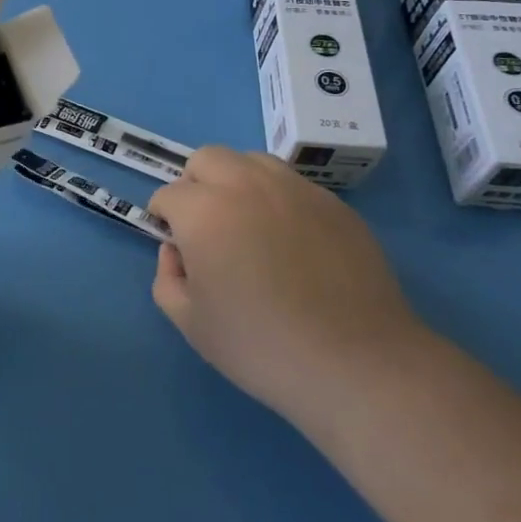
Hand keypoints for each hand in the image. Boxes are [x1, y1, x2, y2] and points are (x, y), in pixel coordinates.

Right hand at [148, 147, 421, 424]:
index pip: (168, 195)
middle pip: (206, 159)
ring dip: (236, 182)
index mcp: (204, 212)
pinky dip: (277, 199)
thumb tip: (176, 251)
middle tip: (206, 227)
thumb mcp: (191, 324)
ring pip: (251, 161)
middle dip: (195, 185)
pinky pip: (291, 184)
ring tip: (248, 225)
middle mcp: (245, 186)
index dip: (164, 220)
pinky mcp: (333, 203)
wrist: (355, 362)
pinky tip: (290, 241)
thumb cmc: (261, 346)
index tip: (177, 248)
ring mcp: (294, 189)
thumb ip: (167, 278)